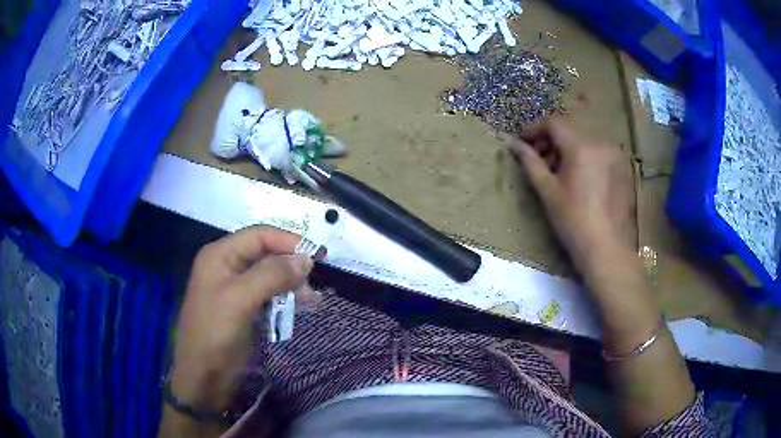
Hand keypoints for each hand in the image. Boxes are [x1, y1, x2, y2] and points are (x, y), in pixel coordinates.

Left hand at [169, 226, 317, 412]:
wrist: (204, 377)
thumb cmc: (215, 333)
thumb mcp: (240, 299)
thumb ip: (272, 275)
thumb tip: (306, 259)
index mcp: (220, 255)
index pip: (259, 236)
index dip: (288, 241)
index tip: (317, 255)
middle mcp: (228, 266)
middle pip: (266, 254)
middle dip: (291, 265)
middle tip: (315, 281)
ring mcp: (237, 289)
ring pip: (271, 276)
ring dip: (292, 284)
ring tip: (313, 298)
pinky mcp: (245, 310)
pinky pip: (270, 297)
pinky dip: (287, 300)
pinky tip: (304, 307)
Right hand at [510, 117, 635, 271]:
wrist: (605, 248)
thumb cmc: (572, 221)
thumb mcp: (547, 190)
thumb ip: (530, 162)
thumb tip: (513, 143)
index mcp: (581, 147)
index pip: (554, 123)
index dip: (535, 129)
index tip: (523, 141)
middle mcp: (600, 143)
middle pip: (570, 130)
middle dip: (551, 140)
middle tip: (538, 158)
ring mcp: (614, 155)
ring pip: (585, 141)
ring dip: (568, 149)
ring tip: (558, 171)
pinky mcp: (622, 167)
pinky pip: (598, 152)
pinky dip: (584, 157)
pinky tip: (578, 177)